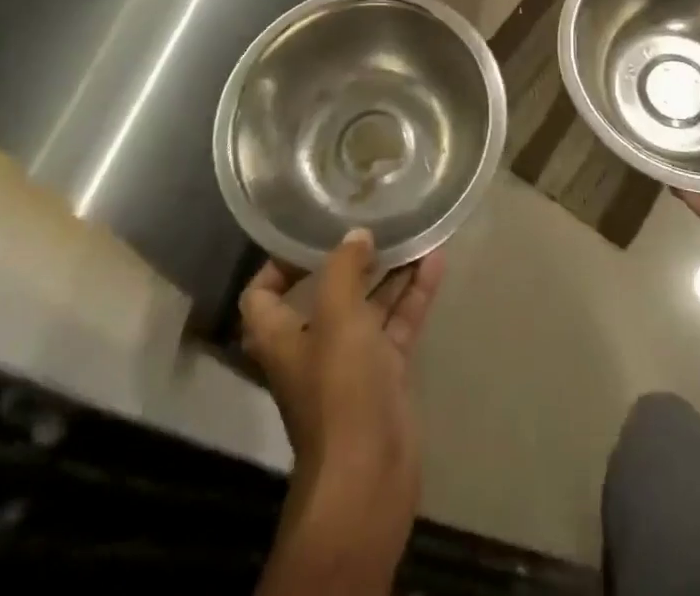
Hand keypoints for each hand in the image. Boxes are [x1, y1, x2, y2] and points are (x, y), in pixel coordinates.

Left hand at [240, 228, 444, 577]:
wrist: (370, 477)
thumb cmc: (340, 389)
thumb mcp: (337, 316)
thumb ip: (343, 268)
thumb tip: (356, 236)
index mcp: (282, 336)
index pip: (263, 293)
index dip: (279, 263)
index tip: (310, 233)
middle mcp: (313, 346)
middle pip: (327, 293)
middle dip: (351, 258)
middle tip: (375, 222)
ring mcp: (352, 362)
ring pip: (370, 305)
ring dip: (390, 272)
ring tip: (414, 231)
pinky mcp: (386, 376)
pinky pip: (399, 324)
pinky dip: (414, 294)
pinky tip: (436, 262)